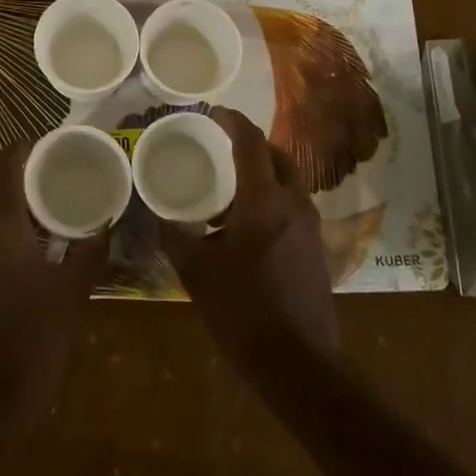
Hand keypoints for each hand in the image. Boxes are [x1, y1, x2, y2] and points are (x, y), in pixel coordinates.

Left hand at [0, 141, 106, 420]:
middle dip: (7, 174)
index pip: (3, 164)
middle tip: (41, 180)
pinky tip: (12, 259)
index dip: (23, 147)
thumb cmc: (33, 341)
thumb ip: (90, 250)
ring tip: (32, 218)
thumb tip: (107, 220)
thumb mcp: (73, 293)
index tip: (45, 146)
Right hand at [161, 108, 339, 372]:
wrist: (299, 362)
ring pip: (289, 181)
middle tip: (222, 146)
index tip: (215, 112)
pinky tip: (247, 224)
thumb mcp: (196, 272)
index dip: (233, 120)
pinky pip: (293, 205)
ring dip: (263, 173)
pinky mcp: (316, 247)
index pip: (251, 142)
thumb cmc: (242, 311)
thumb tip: (159, 214)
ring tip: (230, 187)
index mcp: (263, 200)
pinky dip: (272, 198)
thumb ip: (175, 236)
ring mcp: (310, 226)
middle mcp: (293, 203)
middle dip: (252, 144)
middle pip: (277, 155)